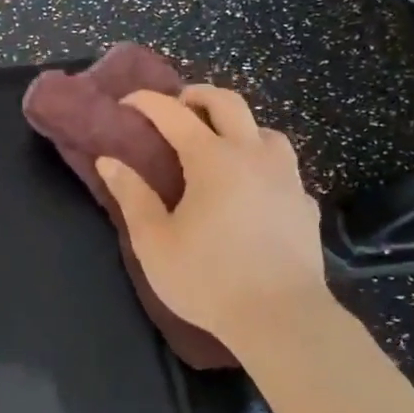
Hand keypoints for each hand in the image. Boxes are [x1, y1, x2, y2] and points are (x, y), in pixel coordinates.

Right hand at [97, 86, 329, 350]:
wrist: (282, 318)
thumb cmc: (209, 280)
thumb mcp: (155, 242)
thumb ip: (132, 196)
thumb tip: (108, 161)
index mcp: (212, 160)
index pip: (174, 114)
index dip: (148, 102)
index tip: (127, 101)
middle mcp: (253, 156)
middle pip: (228, 103)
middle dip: (198, 94)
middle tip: (178, 104)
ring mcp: (286, 178)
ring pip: (265, 131)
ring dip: (239, 126)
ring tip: (221, 145)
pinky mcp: (305, 203)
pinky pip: (284, 169)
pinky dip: (263, 165)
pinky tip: (255, 189)